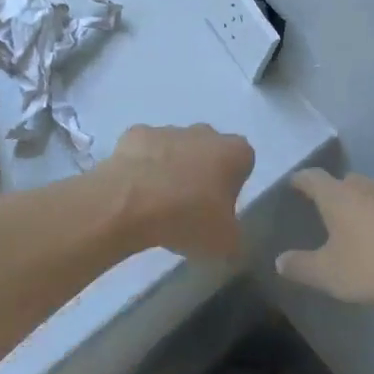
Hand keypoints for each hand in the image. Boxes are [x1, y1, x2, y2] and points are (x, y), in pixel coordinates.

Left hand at [105, 124, 255, 261]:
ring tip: (157, 205)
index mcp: (234, 152)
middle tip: (189, 208)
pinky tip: (133, 192)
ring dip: (171, 169)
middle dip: (202, 173)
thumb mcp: (225, 243)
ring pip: (175, 149)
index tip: (219, 209)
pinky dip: (141, 166)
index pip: (243, 163)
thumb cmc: (188, 218)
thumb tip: (228, 237)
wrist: (130, 203)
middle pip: (208, 151)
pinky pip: (144, 151)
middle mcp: (204, 132)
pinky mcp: (135, 134)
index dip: (233, 186)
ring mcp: (167, 130)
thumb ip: (234, 236)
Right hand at [277, 169, 373, 312]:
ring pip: (371, 195)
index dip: (300, 180)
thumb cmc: (371, 268)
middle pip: (345, 181)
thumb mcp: (327, 274)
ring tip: (353, 226)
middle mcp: (365, 189)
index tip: (293, 184)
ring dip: (360, 206)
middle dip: (333, 191)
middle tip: (323, 207)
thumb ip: (300, 266)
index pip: (312, 178)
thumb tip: (280, 261)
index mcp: (338, 196)